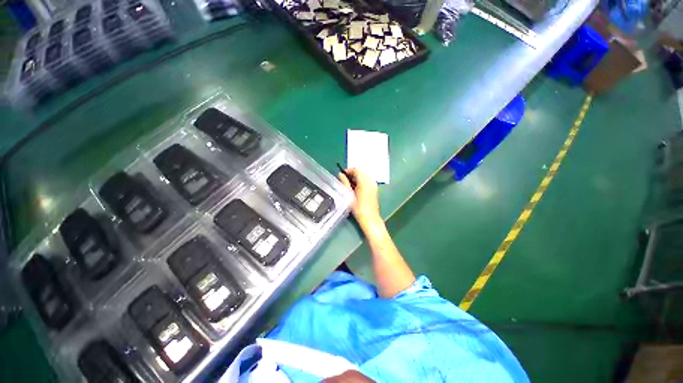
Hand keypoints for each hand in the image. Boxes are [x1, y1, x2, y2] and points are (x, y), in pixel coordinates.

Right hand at [338, 168, 380, 228]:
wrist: (370, 218)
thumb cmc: (358, 208)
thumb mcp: (349, 195)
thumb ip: (345, 183)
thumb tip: (340, 174)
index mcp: (365, 181)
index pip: (356, 170)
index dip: (348, 170)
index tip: (341, 175)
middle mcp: (371, 181)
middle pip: (361, 172)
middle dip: (352, 174)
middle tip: (344, 180)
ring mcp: (374, 185)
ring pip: (364, 176)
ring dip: (356, 178)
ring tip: (349, 185)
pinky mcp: (375, 189)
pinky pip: (367, 181)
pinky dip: (361, 182)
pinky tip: (355, 188)